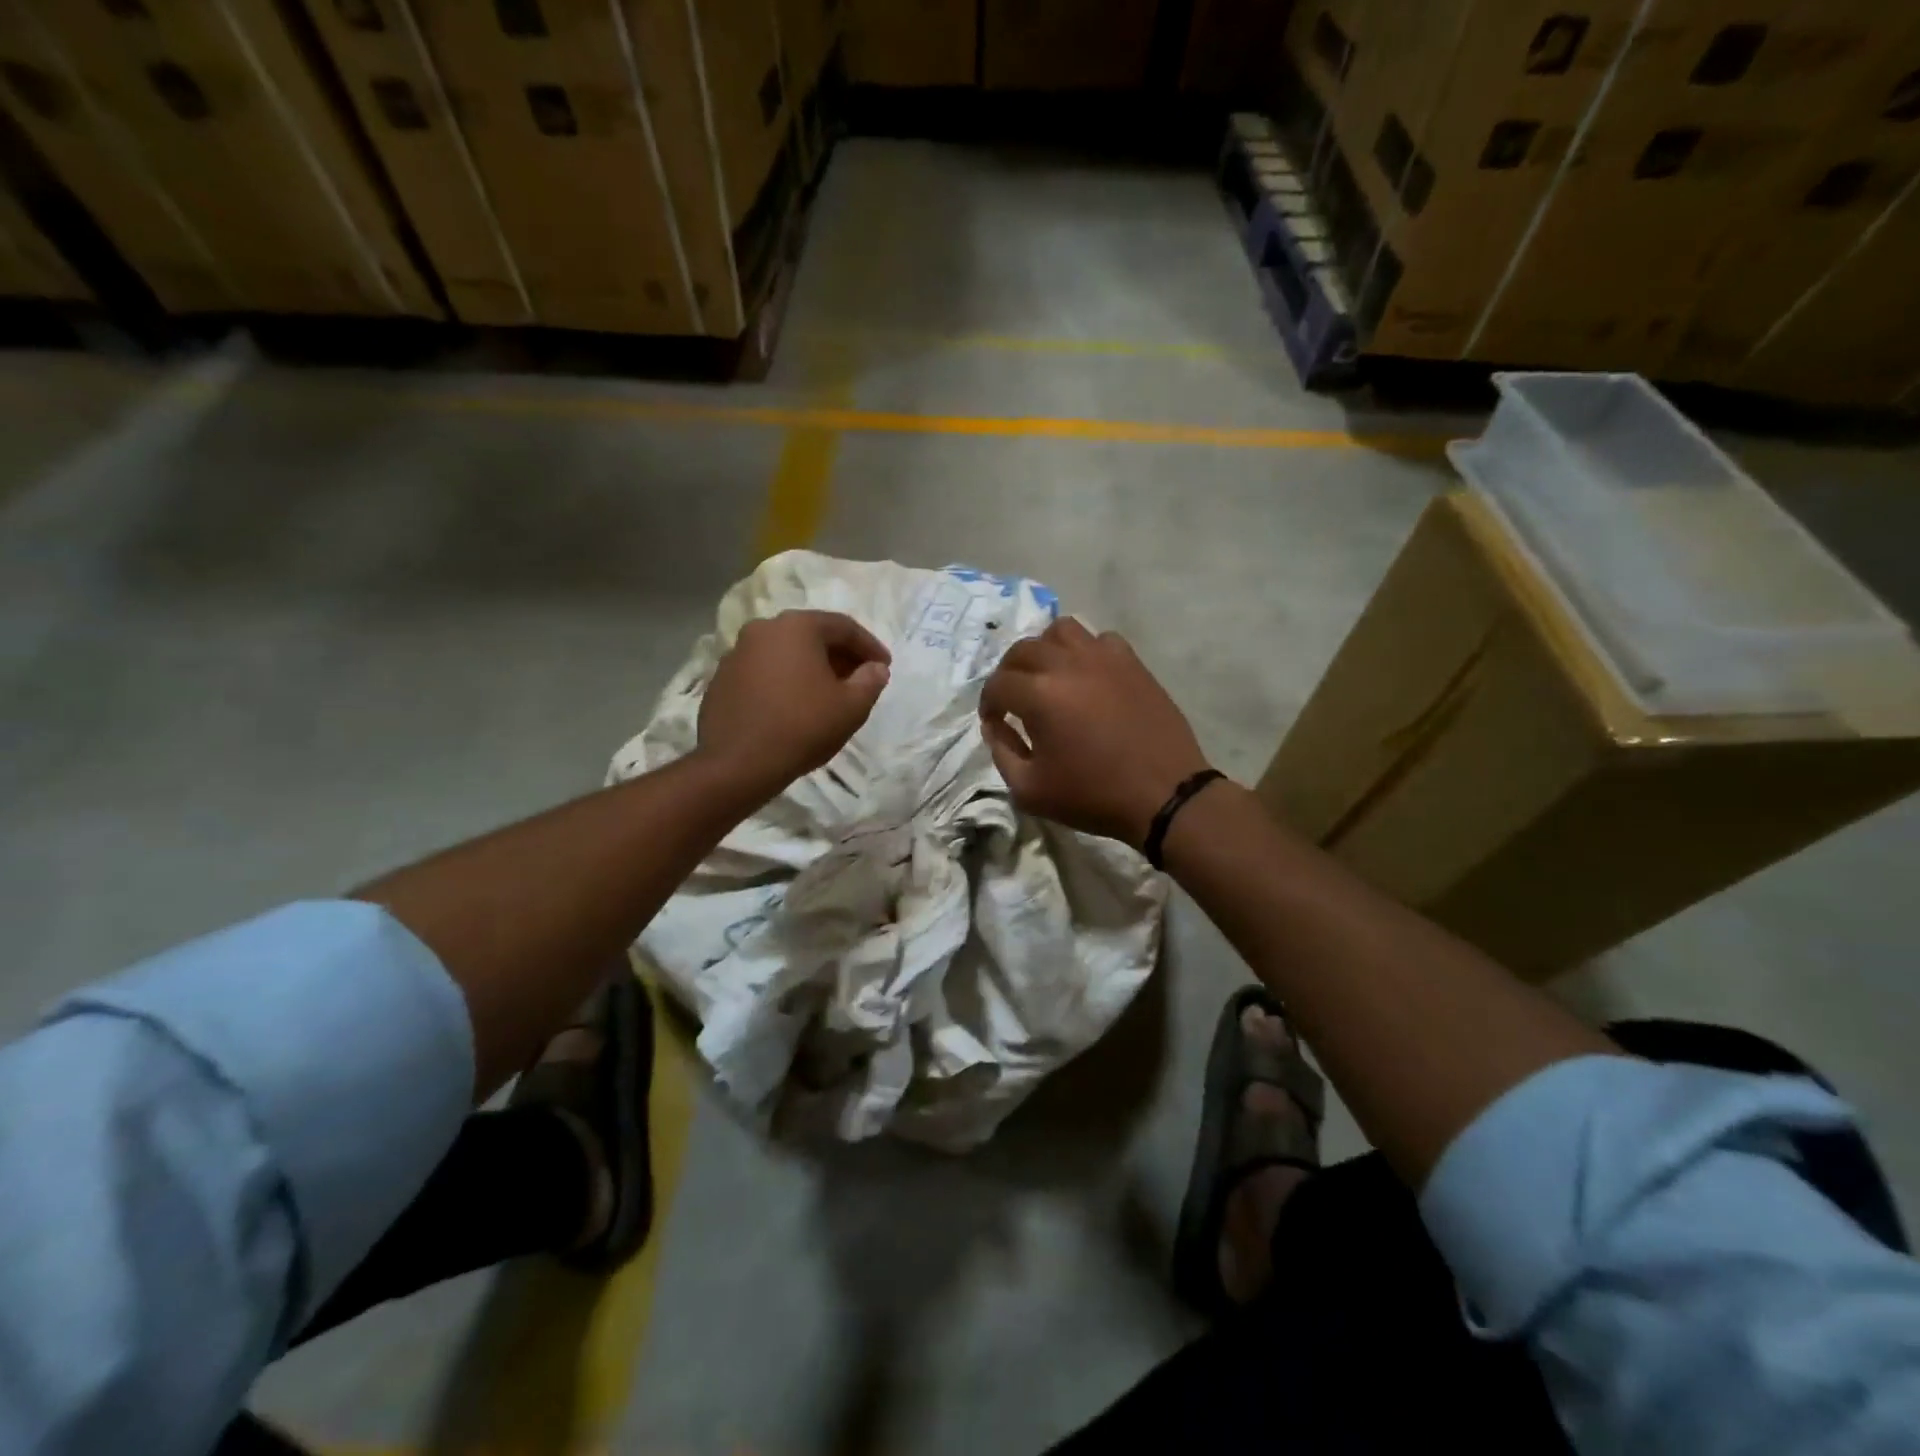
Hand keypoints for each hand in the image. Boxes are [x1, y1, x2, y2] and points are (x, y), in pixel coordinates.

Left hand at [698, 610, 890, 794]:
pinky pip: (764, 671)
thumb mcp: (851, 707)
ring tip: (828, 694)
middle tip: (860, 679)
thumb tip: (876, 668)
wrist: (737, 763)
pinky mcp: (722, 678)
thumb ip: (870, 681)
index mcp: (797, 627)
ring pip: (786, 653)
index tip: (885, 667)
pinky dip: (785, 681)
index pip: (844, 627)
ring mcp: (737, 653)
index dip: (870, 647)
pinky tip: (795, 706)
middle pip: (812, 636)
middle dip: (840, 656)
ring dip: (811, 668)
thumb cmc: (802, 727)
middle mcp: (763, 629)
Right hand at [980, 618, 1210, 846]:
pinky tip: (1086, 676)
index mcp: (1040, 695)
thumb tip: (995, 727)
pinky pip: (1100, 640)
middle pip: (1023, 649)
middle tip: (1013, 698)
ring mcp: (1103, 658)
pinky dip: (1084, 651)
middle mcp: (1068, 665)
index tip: (994, 724)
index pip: (998, 684)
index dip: (988, 704)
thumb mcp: (1030, 790)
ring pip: (1061, 631)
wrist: (1163, 795)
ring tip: (1047, 676)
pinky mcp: (1131, 663)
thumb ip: (1002, 753)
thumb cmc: (1093, 796)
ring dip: (1045, 650)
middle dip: (1009, 672)